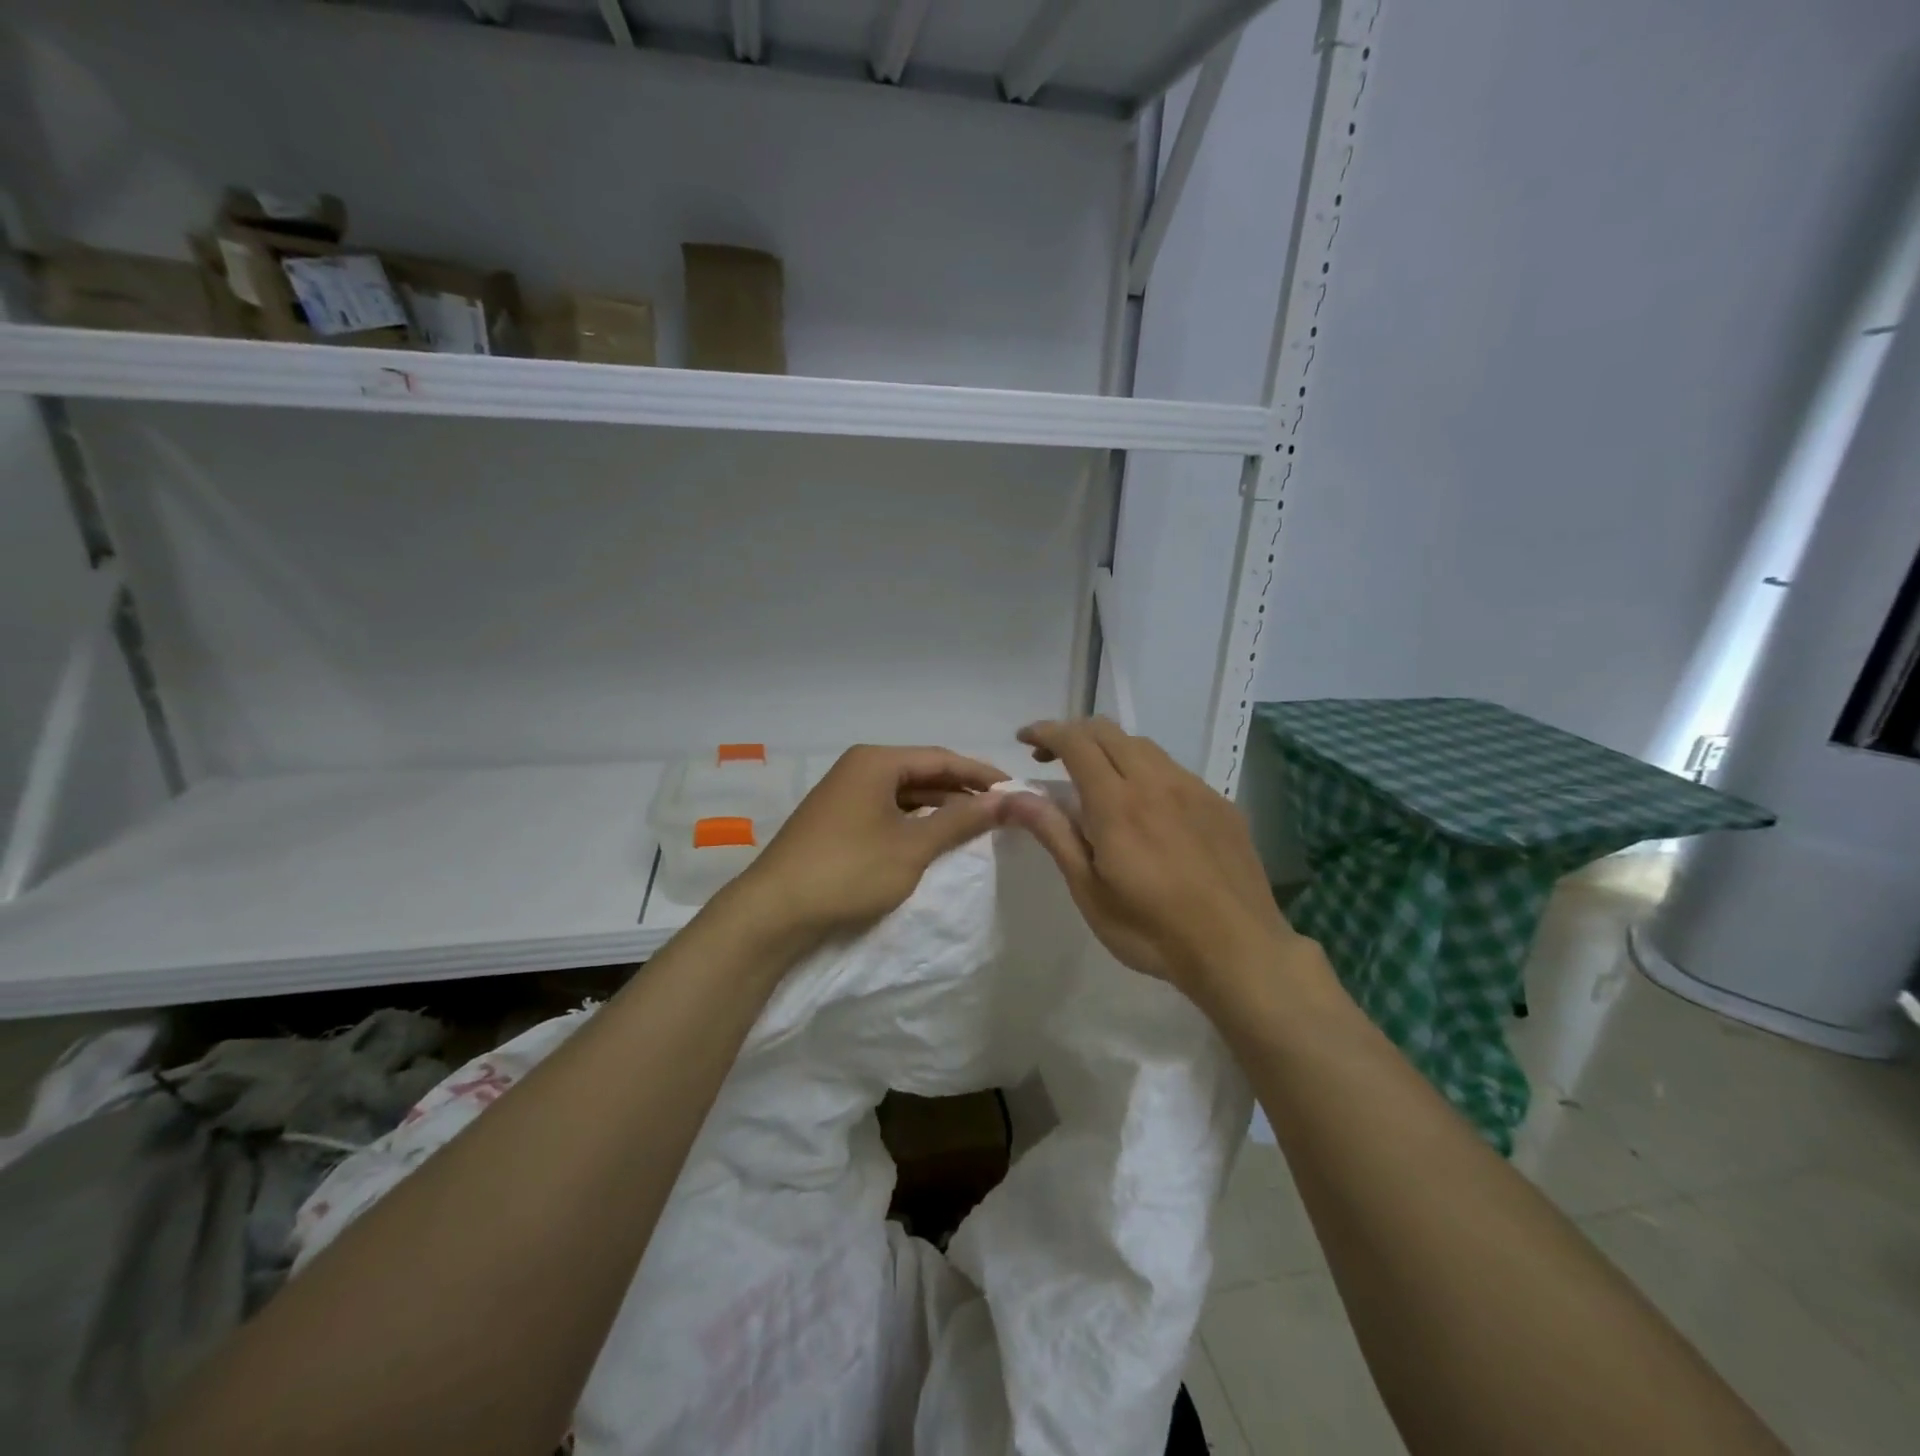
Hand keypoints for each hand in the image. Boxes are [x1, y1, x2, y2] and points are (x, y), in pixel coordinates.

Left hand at [724, 745, 1008, 949]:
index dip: (982, 775)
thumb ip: (961, 820)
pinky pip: (888, 811)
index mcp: (876, 761)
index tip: (1017, 790)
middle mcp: (859, 768)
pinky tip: (935, 837)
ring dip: (940, 807)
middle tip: (1002, 809)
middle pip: (923, 772)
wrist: (774, 911)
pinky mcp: (837, 820)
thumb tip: (1007, 800)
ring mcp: (845, 794)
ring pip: (905, 793)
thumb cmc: (849, 871)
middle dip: (962, 790)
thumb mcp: (913, 846)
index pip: (942, 758)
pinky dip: (915, 821)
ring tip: (977, 825)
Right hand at [1002, 719, 1298, 998]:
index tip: (1023, 738)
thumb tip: (1014, 795)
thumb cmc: (1151, 929)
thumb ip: (1054, 833)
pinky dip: (1145, 770)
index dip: (1046, 730)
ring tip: (1096, 781)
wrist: (1239, 950)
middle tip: (1051, 759)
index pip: (1076, 742)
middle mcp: (1156, 782)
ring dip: (1110, 749)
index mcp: (1117, 803)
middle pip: (1108, 731)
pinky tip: (1146, 807)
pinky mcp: (1220, 803)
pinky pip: (1174, 769)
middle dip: (1073, 734)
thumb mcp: (1089, 890)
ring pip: (1143, 746)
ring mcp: (1194, 789)